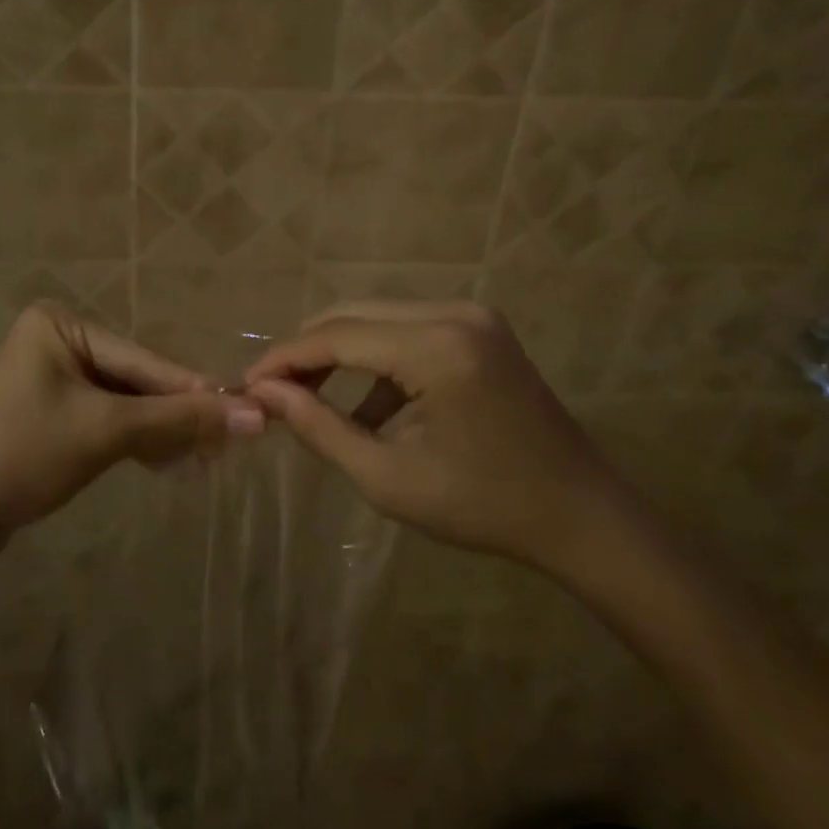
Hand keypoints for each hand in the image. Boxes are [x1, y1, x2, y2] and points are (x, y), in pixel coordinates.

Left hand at [0, 302, 264, 537]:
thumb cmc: (19, 454)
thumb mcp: (104, 432)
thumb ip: (177, 421)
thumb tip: (253, 415)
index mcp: (62, 326)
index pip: (144, 360)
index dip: (195, 391)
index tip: (247, 411)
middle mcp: (58, 343)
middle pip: (136, 381)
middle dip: (177, 416)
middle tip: (228, 446)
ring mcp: (53, 381)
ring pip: (125, 404)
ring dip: (161, 433)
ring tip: (203, 461)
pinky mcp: (51, 417)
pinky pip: (106, 422)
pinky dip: (135, 442)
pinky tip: (166, 463)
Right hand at [245, 302, 621, 572]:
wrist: (581, 516)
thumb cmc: (485, 506)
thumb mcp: (389, 478)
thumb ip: (320, 428)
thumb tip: (264, 393)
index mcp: (438, 347)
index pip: (337, 335)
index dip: (285, 358)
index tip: (246, 384)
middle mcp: (454, 312)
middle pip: (353, 314)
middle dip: (307, 352)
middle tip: (271, 392)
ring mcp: (471, 315)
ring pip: (377, 317)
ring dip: (338, 354)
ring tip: (306, 399)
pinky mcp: (478, 328)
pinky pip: (407, 330)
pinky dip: (376, 361)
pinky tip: (366, 409)